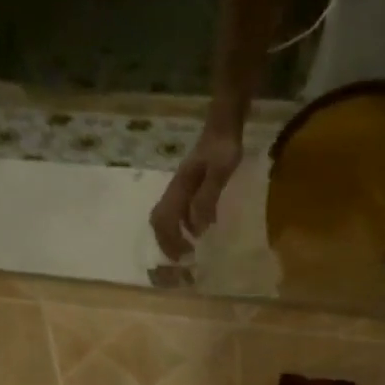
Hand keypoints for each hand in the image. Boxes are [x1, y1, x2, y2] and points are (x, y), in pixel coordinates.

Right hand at [149, 124, 243, 259]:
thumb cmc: (223, 147)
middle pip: (159, 220)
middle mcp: (175, 190)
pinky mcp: (188, 187)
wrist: (224, 125)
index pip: (164, 220)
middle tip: (182, 259)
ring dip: (173, 236)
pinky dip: (183, 226)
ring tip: (188, 249)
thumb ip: (207, 198)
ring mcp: (180, 188)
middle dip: (167, 242)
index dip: (171, 242)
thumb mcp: (220, 172)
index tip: (184, 256)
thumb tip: (196, 229)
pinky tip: (198, 231)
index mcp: (179, 189)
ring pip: (167, 217)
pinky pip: (178, 211)